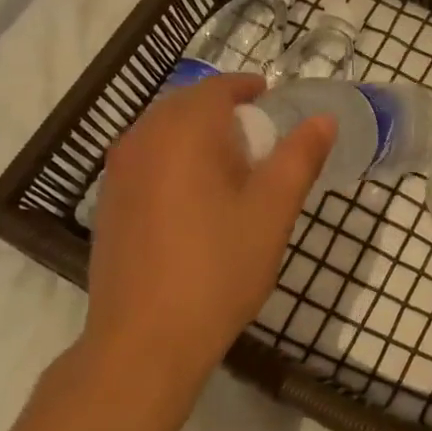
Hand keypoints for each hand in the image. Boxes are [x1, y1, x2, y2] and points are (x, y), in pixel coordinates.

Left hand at [78, 74, 332, 424]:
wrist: (143, 342)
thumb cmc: (217, 268)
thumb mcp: (273, 209)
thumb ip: (300, 156)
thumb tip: (323, 119)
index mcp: (184, 130)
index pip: (218, 87)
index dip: (249, 88)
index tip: (274, 101)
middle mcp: (142, 138)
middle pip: (187, 104)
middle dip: (224, 110)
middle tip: (259, 137)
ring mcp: (118, 171)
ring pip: (163, 131)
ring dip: (197, 134)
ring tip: (230, 167)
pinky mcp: (109, 202)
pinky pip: (146, 158)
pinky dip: (174, 158)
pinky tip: (194, 198)